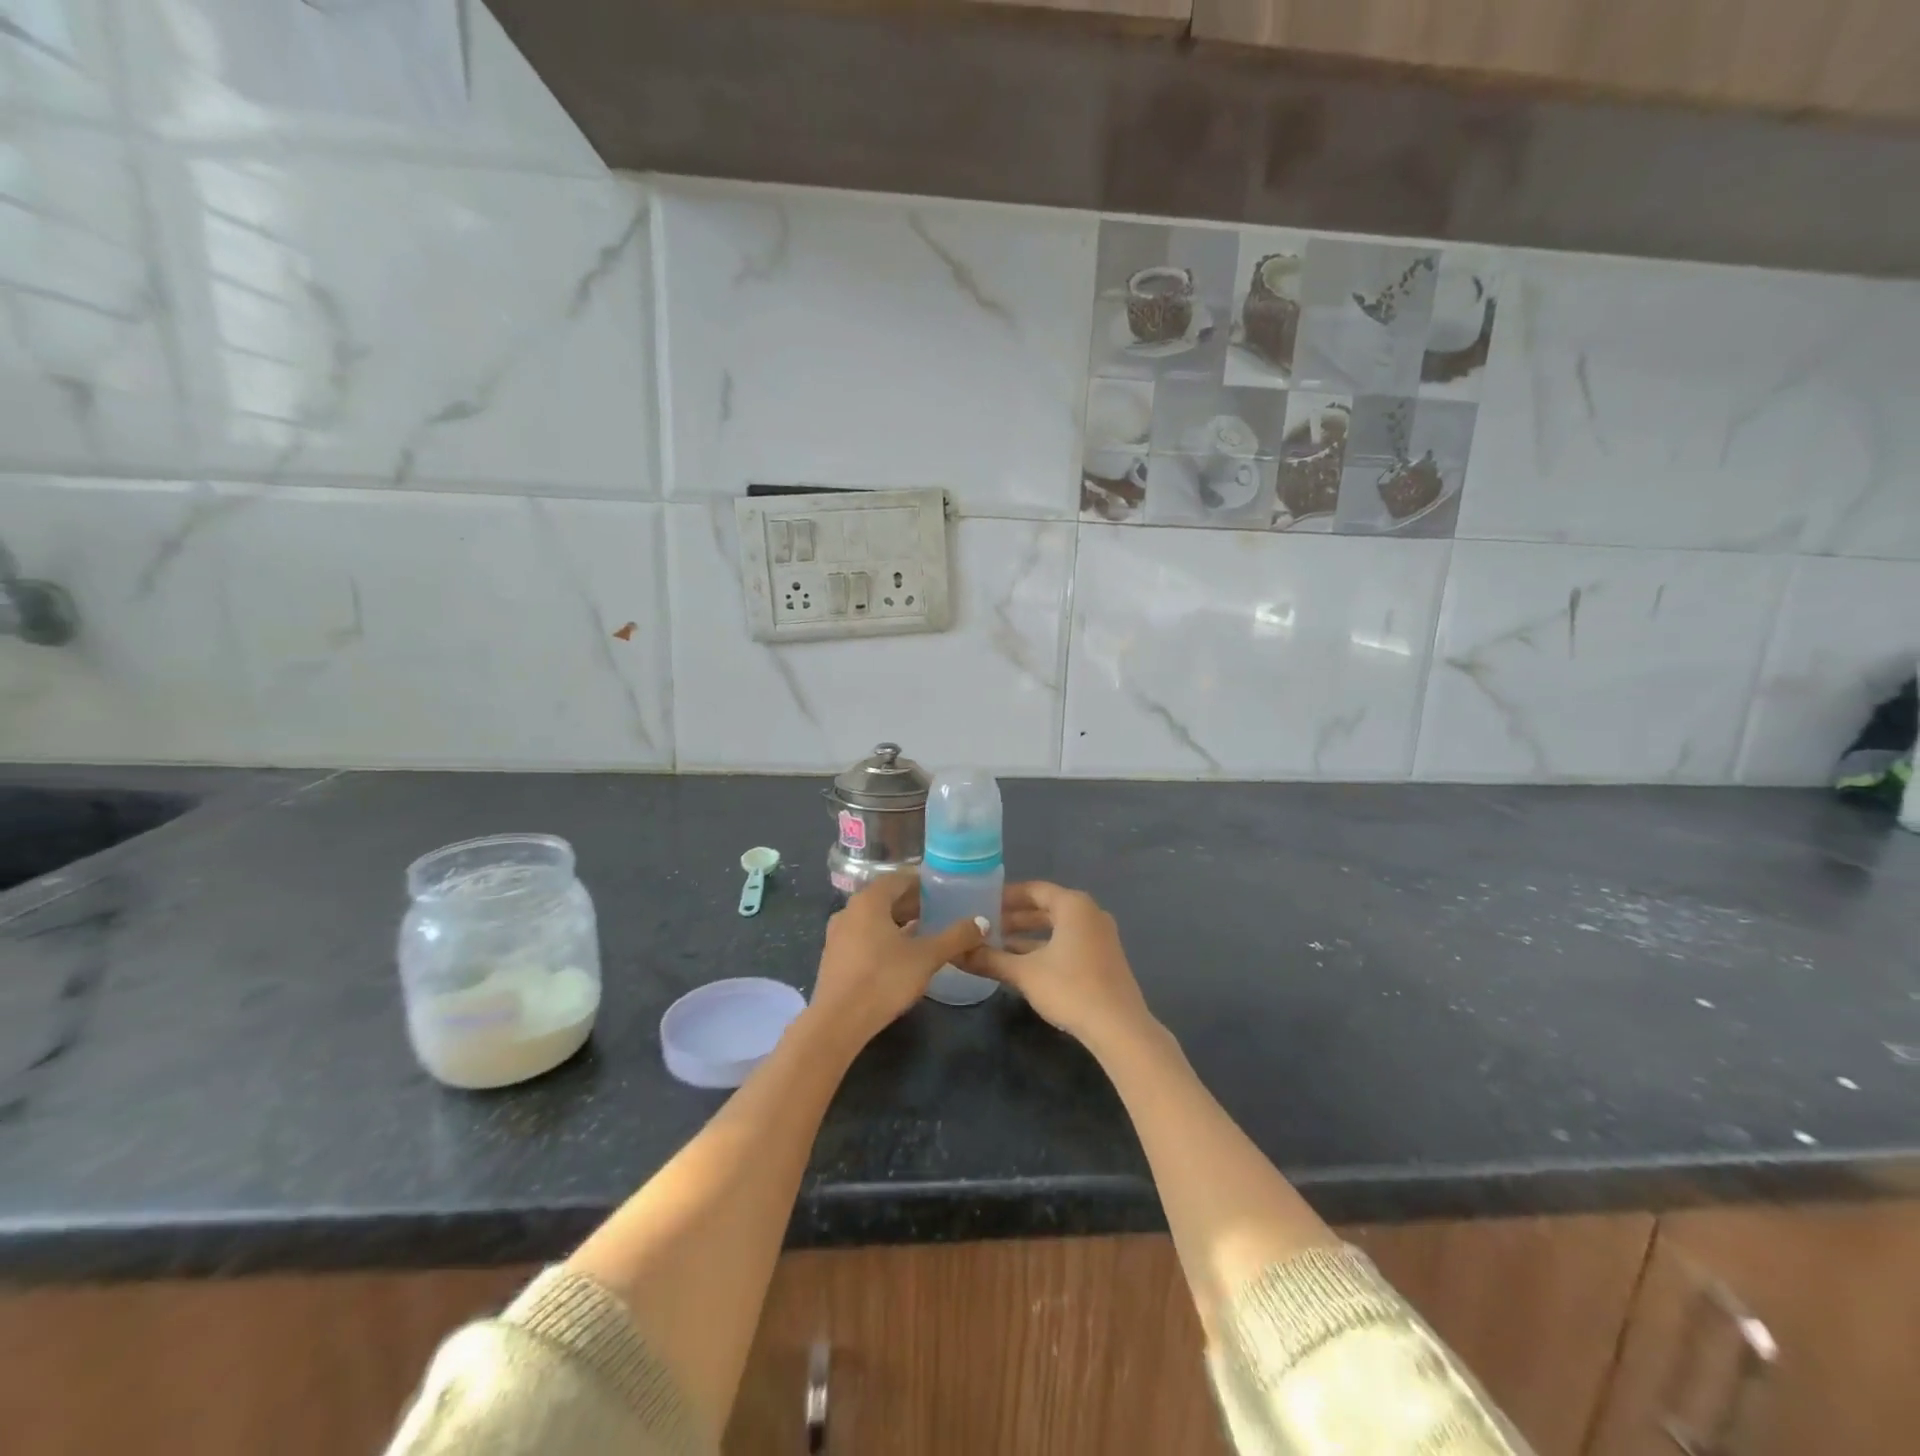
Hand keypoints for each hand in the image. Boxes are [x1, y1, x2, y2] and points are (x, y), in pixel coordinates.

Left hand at [809, 874, 984, 1048]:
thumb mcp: (926, 957)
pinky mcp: (835, 957)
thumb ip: (956, 937)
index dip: (922, 882)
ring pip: (874, 919)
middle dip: (913, 903)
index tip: (944, 889)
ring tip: (926, 932)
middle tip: (940, 910)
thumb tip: (983, 922)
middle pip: (886, 898)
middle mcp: (849, 910)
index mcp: (869, 901)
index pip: (898, 878)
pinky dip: (884, 937)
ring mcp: (838, 934)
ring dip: (899, 922)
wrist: (838, 1022)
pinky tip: (902, 954)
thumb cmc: (884, 979)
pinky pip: (864, 936)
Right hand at [958, 882, 1158, 1055]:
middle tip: (985, 926)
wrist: (1119, 1028)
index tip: (981, 903)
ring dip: (1028, 936)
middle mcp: (1090, 913)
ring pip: (1057, 928)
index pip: (1034, 890)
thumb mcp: (1024, 973)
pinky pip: (1068, 943)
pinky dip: (1045, 948)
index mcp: (1074, 905)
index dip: (1006, 896)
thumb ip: (989, 959)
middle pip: (1046, 908)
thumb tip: (955, 954)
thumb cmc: (1070, 988)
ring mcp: (1100, 936)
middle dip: (1015, 917)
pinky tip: (1022, 965)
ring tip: (997, 946)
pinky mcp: (1104, 959)